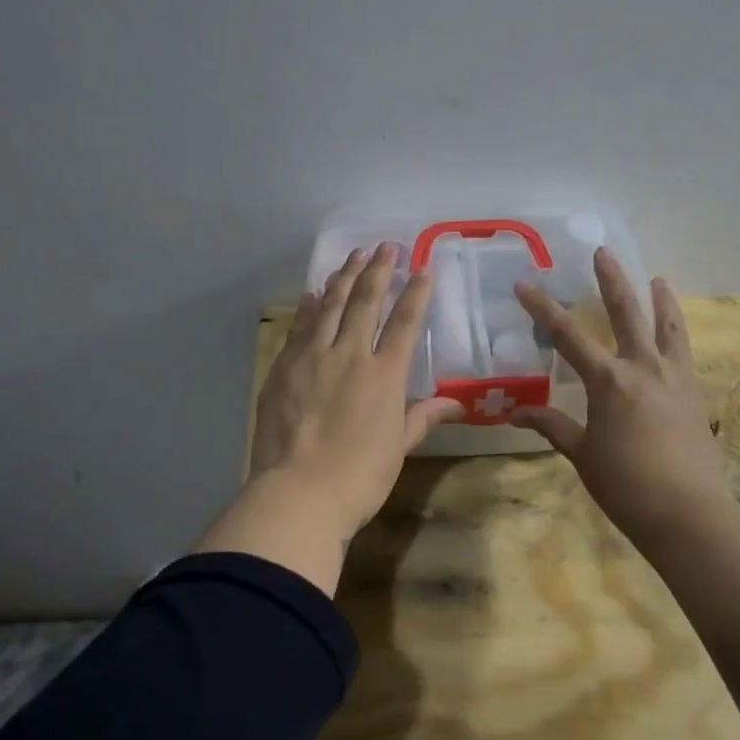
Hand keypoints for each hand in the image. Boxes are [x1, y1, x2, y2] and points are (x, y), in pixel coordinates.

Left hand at [250, 243, 462, 540]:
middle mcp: (350, 355)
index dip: (415, 294)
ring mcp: (312, 358)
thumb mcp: (398, 448)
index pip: (405, 323)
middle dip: (377, 271)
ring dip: (343, 278)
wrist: (299, 493)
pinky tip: (313, 294)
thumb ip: (422, 417)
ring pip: (329, 307)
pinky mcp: (283, 368)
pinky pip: (299, 328)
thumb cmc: (360, 477)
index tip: (422, 268)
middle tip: (384, 246)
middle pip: (365, 303)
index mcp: (385, 375)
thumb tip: (456, 404)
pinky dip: (308, 308)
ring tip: (353, 256)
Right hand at [512, 249, 734, 546]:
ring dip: (660, 299)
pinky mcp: (695, 393)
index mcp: (609, 381)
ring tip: (658, 278)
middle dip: (611, 280)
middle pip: (627, 311)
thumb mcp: (582, 455)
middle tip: (603, 253)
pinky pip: (684, 352)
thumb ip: (552, 426)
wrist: (688, 513)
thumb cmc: (626, 485)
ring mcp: (675, 377)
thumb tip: (516, 412)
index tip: (525, 284)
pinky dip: (677, 334)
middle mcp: (643, 367)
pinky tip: (673, 335)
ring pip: (668, 326)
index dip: (543, 307)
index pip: (568, 335)